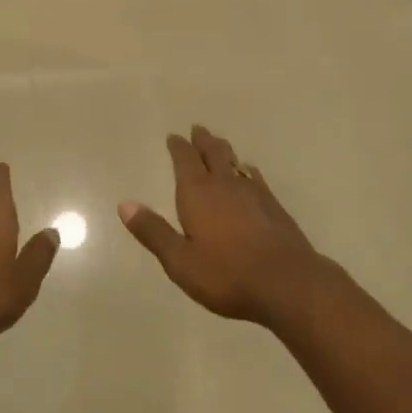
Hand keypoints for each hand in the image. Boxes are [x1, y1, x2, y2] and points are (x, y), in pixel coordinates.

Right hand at [119, 126, 323, 325]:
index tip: (174, 136)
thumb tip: (124, 204)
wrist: (287, 282)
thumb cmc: (226, 274)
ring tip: (219, 145)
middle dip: (203, 141)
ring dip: (224, 151)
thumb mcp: (180, 261)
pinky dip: (247, 170)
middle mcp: (225, 184)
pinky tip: (249, 174)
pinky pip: (255, 177)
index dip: (178, 147)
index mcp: (198, 193)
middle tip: (198, 129)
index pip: (185, 160)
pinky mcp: (274, 206)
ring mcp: (254, 193)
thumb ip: (153, 232)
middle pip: (213, 153)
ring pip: (235, 162)